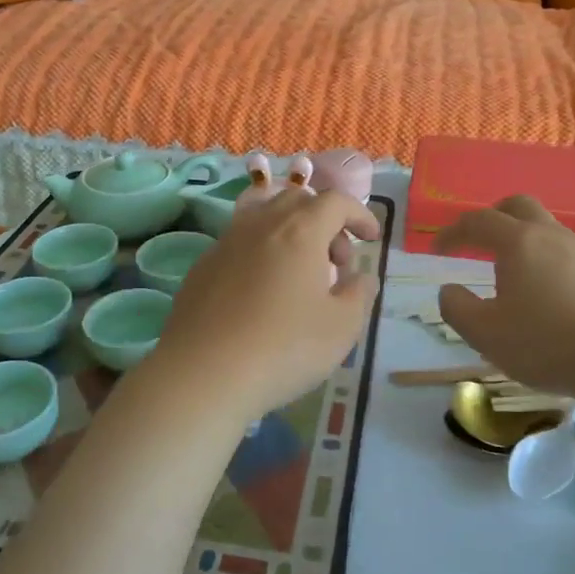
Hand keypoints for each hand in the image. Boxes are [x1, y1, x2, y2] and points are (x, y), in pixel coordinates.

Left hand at [150, 189, 380, 422]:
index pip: (336, 202)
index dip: (359, 215)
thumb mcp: (342, 328)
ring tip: (299, 269)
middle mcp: (261, 224)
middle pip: (297, 200)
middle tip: (336, 262)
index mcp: (300, 230)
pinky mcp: (203, 265)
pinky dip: (261, 251)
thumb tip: (361, 278)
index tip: (371, 238)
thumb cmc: (283, 348)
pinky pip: (240, 241)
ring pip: (264, 214)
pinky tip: (262, 290)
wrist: (203, 373)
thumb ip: (359, 295)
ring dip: (290, 231)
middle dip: (325, 221)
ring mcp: (226, 242)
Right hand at [436, 196, 574, 401]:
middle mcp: (551, 235)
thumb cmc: (548, 343)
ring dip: (523, 241)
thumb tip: (449, 290)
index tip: (437, 250)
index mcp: (518, 242)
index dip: (452, 232)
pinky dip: (547, 262)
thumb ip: (457, 308)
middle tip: (478, 241)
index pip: (477, 221)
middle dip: (493, 217)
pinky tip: (548, 295)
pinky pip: (567, 254)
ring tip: (512, 275)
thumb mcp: (486, 334)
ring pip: (546, 230)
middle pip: (518, 206)